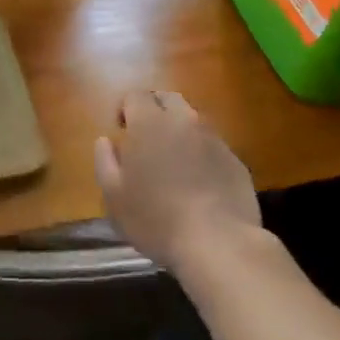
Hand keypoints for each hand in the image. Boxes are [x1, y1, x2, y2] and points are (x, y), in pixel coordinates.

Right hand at [94, 90, 261, 272]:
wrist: (218, 243)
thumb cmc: (155, 219)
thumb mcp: (114, 196)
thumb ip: (105, 161)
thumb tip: (105, 141)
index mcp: (150, 123)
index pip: (135, 96)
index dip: (125, 109)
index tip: (121, 132)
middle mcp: (184, 120)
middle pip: (167, 99)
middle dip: (154, 111)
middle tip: (146, 140)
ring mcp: (214, 138)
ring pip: (192, 120)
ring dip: (179, 131)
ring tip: (173, 163)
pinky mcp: (235, 159)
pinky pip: (212, 145)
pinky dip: (201, 153)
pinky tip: (198, 183)